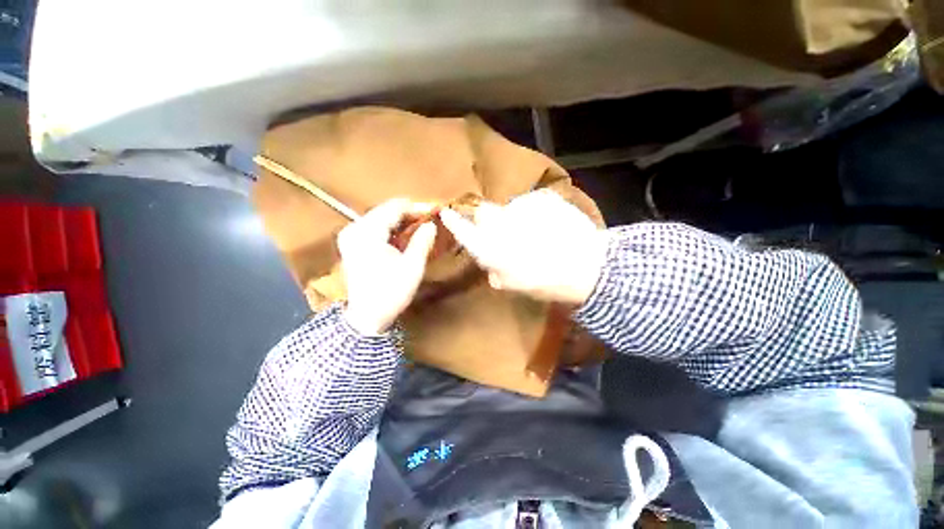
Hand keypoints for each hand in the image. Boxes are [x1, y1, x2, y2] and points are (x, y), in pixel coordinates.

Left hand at [338, 199, 437, 334]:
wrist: (367, 316)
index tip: (435, 211)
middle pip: (386, 210)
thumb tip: (431, 224)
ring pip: (380, 217)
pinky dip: (391, 228)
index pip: (394, 208)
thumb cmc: (391, 292)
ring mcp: (350, 235)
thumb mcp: (412, 266)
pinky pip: (374, 226)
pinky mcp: (351, 243)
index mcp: (368, 232)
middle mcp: (354, 228)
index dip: (416, 207)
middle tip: (429, 219)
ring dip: (401, 220)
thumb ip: (422, 241)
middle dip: (409, 213)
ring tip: (421, 225)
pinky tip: (404, 234)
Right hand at [439, 189, 607, 305]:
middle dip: (489, 219)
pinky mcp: (542, 198)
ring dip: (515, 218)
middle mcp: (500, 223)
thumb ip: (498, 276)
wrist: (587, 266)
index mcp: (491, 247)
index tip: (447, 212)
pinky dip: (535, 212)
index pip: (464, 230)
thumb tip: (494, 272)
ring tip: (535, 232)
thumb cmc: (546, 282)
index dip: (454, 221)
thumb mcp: (516, 286)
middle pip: (484, 212)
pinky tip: (550, 225)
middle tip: (505, 231)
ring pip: (509, 208)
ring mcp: (521, 207)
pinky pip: (530, 204)